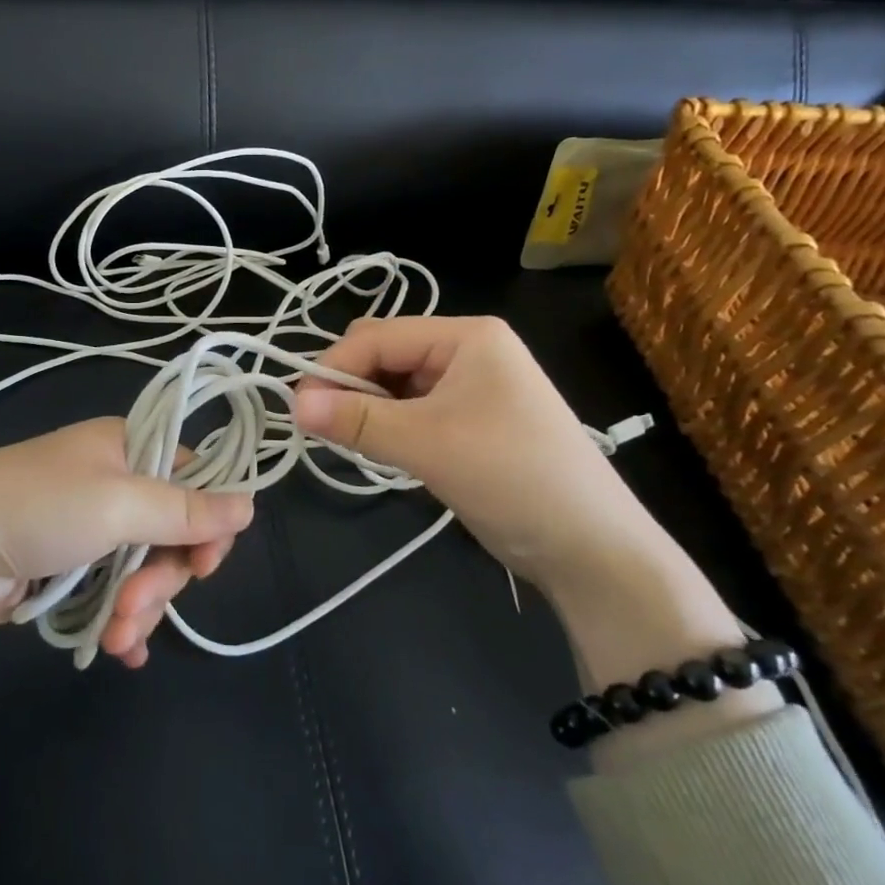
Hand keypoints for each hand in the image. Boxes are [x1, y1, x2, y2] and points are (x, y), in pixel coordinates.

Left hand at [0, 419, 253, 756]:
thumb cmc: (40, 508)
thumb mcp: (119, 504)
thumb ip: (186, 510)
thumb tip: (251, 505)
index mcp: (128, 447)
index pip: (193, 479)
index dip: (207, 523)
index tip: (204, 565)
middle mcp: (114, 480)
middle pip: (169, 532)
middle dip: (161, 578)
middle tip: (137, 606)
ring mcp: (91, 523)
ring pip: (143, 567)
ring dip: (138, 606)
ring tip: (115, 636)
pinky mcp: (70, 562)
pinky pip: (114, 587)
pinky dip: (122, 616)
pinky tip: (120, 648)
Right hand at [292, 317, 779, 764]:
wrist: (592, 549)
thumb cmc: (512, 475)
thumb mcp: (427, 443)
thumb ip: (357, 419)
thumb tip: (292, 404)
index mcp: (466, 335)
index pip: (378, 336)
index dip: (334, 367)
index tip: (298, 408)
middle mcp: (468, 351)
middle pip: (386, 355)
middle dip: (350, 386)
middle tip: (320, 427)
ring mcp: (471, 387)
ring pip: (395, 385)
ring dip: (367, 409)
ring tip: (347, 441)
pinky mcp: (470, 422)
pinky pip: (412, 410)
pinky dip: (388, 426)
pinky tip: (376, 448)